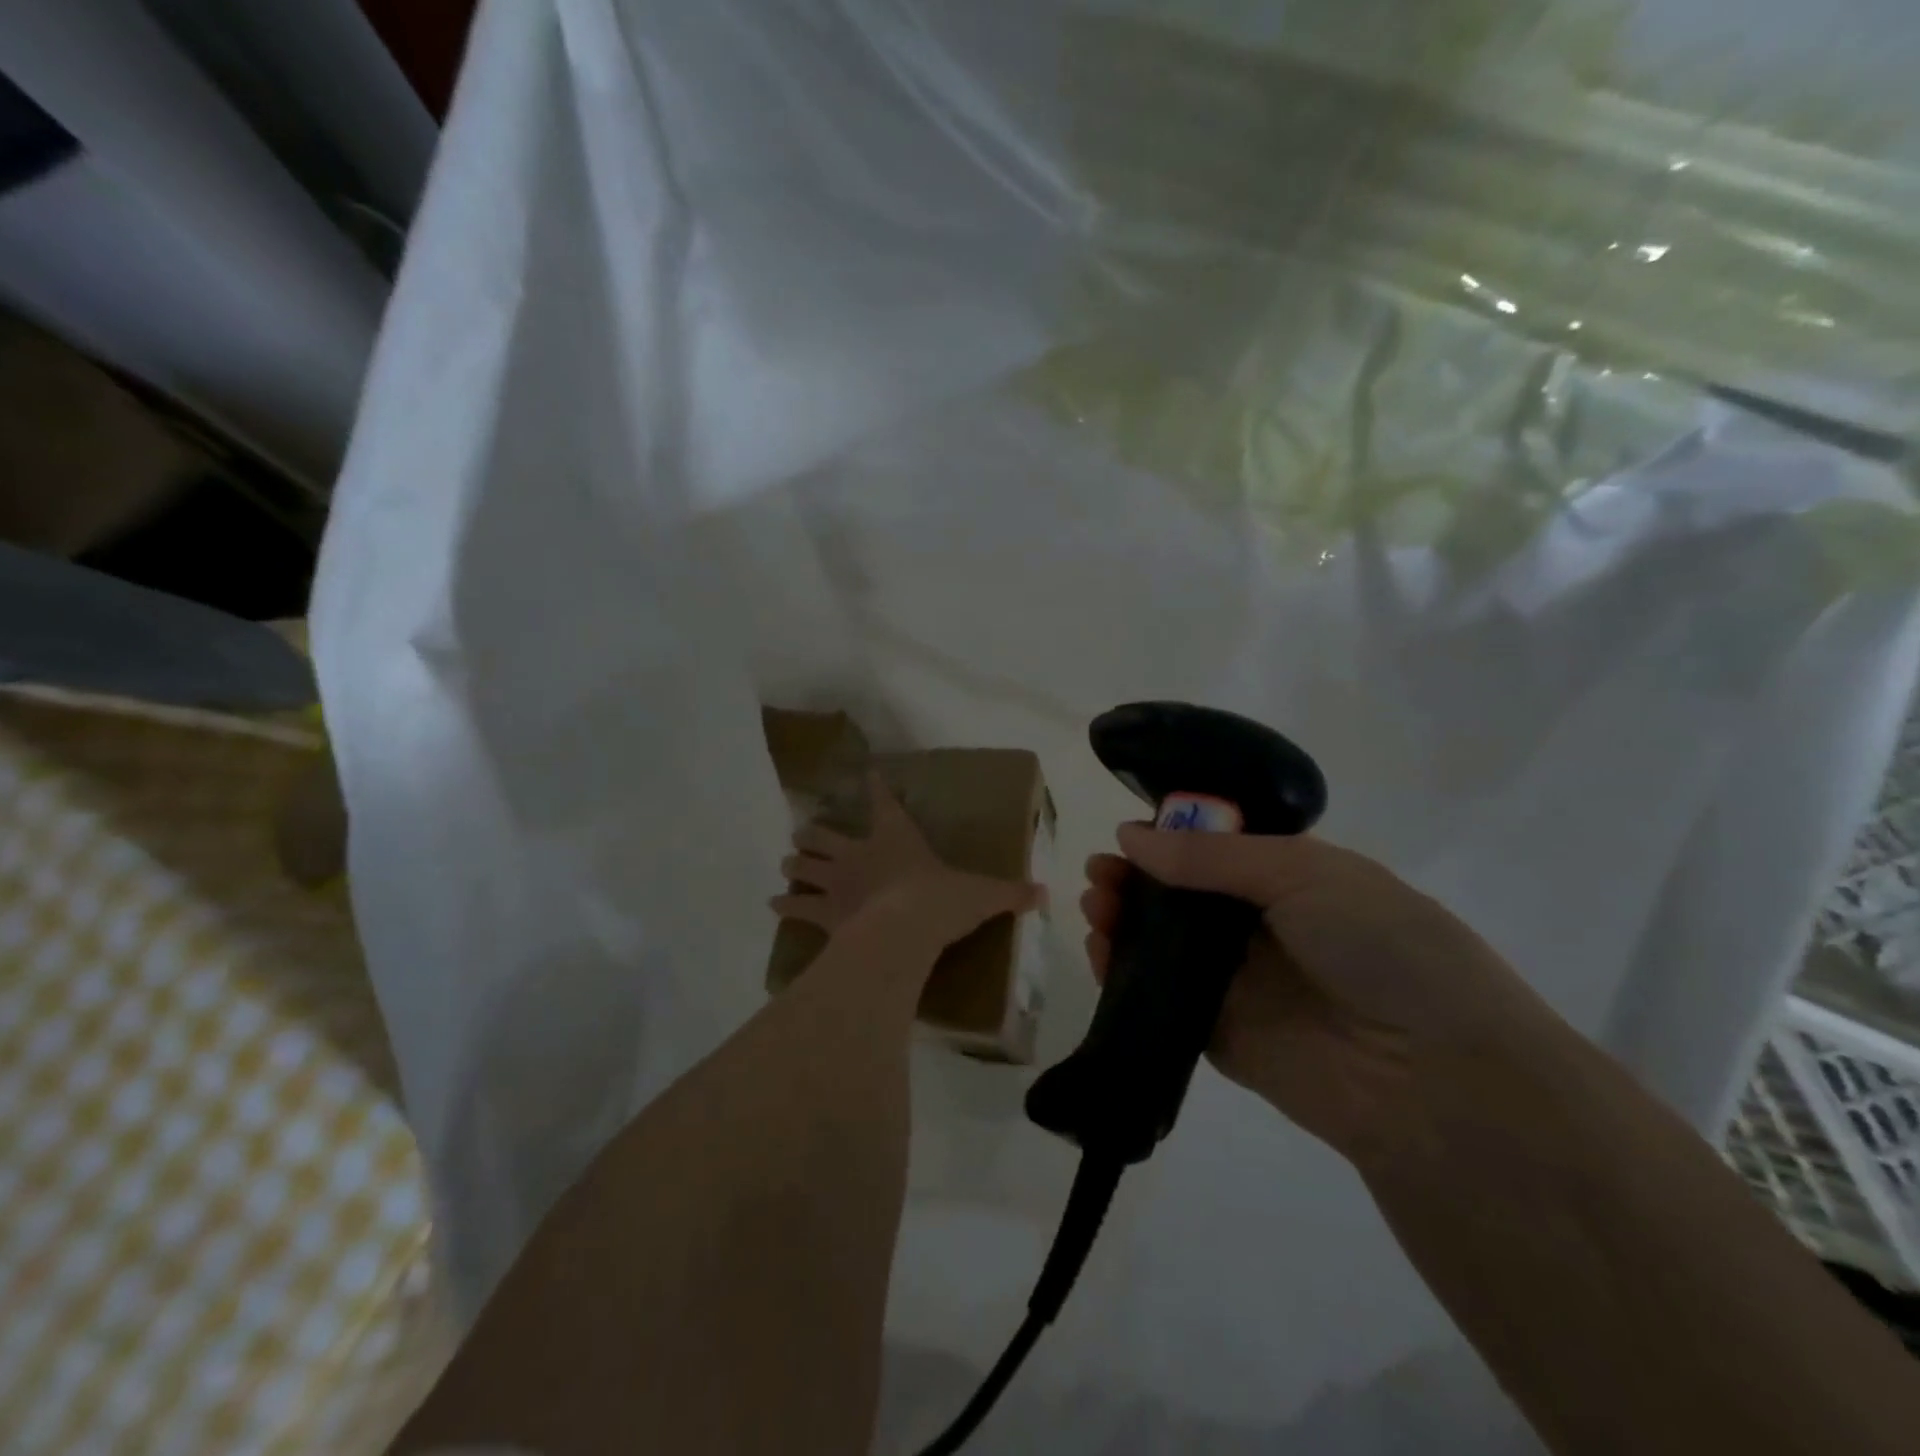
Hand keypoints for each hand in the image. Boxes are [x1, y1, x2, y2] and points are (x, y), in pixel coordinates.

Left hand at [774, 773, 1042, 949]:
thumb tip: (1044, 893)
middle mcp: (859, 854)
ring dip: (796, 865)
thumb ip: (1011, 893)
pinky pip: (798, 908)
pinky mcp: (825, 913)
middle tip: (806, 833)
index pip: (883, 802)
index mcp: (895, 839)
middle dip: (813, 833)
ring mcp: (837, 883)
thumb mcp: (983, 894)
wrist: (905, 930)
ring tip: (788, 864)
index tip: (866, 773)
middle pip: (825, 834)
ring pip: (804, 866)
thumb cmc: (941, 901)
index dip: (874, 787)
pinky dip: (785, 906)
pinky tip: (774, 905)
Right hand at [1082, 826, 1558, 1166]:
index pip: (1216, 849)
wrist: (1435, 1080)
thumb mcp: (1304, 874)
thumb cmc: (1381, 948)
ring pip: (1165, 944)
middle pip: (1182, 895)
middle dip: (1137, 879)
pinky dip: (1124, 973)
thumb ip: (1210, 856)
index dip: (1168, 838)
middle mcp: (1263, 928)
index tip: (1127, 835)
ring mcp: (1239, 983)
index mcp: (1293, 879)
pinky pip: (1161, 996)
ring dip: (1124, 921)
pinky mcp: (1218, 1035)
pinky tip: (1099, 951)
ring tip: (1096, 906)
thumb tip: (1130, 836)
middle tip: (1100, 874)